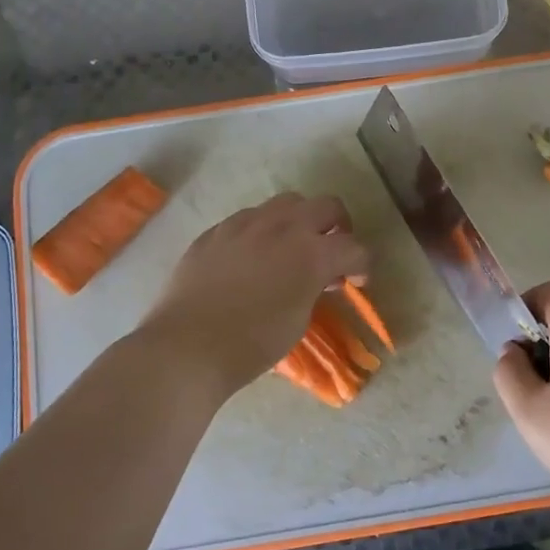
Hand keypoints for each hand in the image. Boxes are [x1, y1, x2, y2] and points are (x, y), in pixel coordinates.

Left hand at [141, 193, 369, 396]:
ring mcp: (245, 224)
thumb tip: (320, 277)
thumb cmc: (252, 344)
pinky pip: (248, 218)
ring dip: (299, 221)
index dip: (362, 265)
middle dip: (337, 227)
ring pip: (286, 203)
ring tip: (291, 248)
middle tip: (332, 251)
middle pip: (326, 206)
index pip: (354, 247)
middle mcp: (282, 227)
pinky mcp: (215, 231)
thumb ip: (315, 289)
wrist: (188, 347)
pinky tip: (252, 257)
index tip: (357, 281)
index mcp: (312, 253)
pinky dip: (262, 231)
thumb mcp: (299, 320)